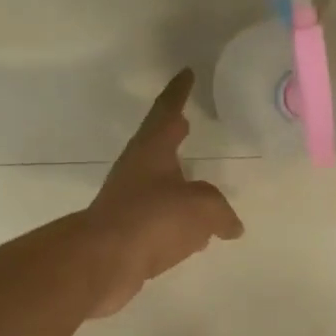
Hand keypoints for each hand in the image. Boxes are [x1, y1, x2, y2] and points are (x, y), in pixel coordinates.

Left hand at [87, 69, 244, 316]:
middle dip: (174, 135)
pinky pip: (158, 217)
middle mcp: (136, 169)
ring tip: (200, 185)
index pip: (167, 110)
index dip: (179, 92)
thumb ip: (221, 211)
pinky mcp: (127, 231)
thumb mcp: (202, 208)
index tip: (186, 73)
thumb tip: (231, 226)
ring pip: (158, 183)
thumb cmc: (153, 219)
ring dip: (177, 181)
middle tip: (188, 124)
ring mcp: (128, 200)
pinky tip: (194, 235)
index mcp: (152, 150)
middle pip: (157, 145)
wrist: (104, 261)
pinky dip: (177, 219)